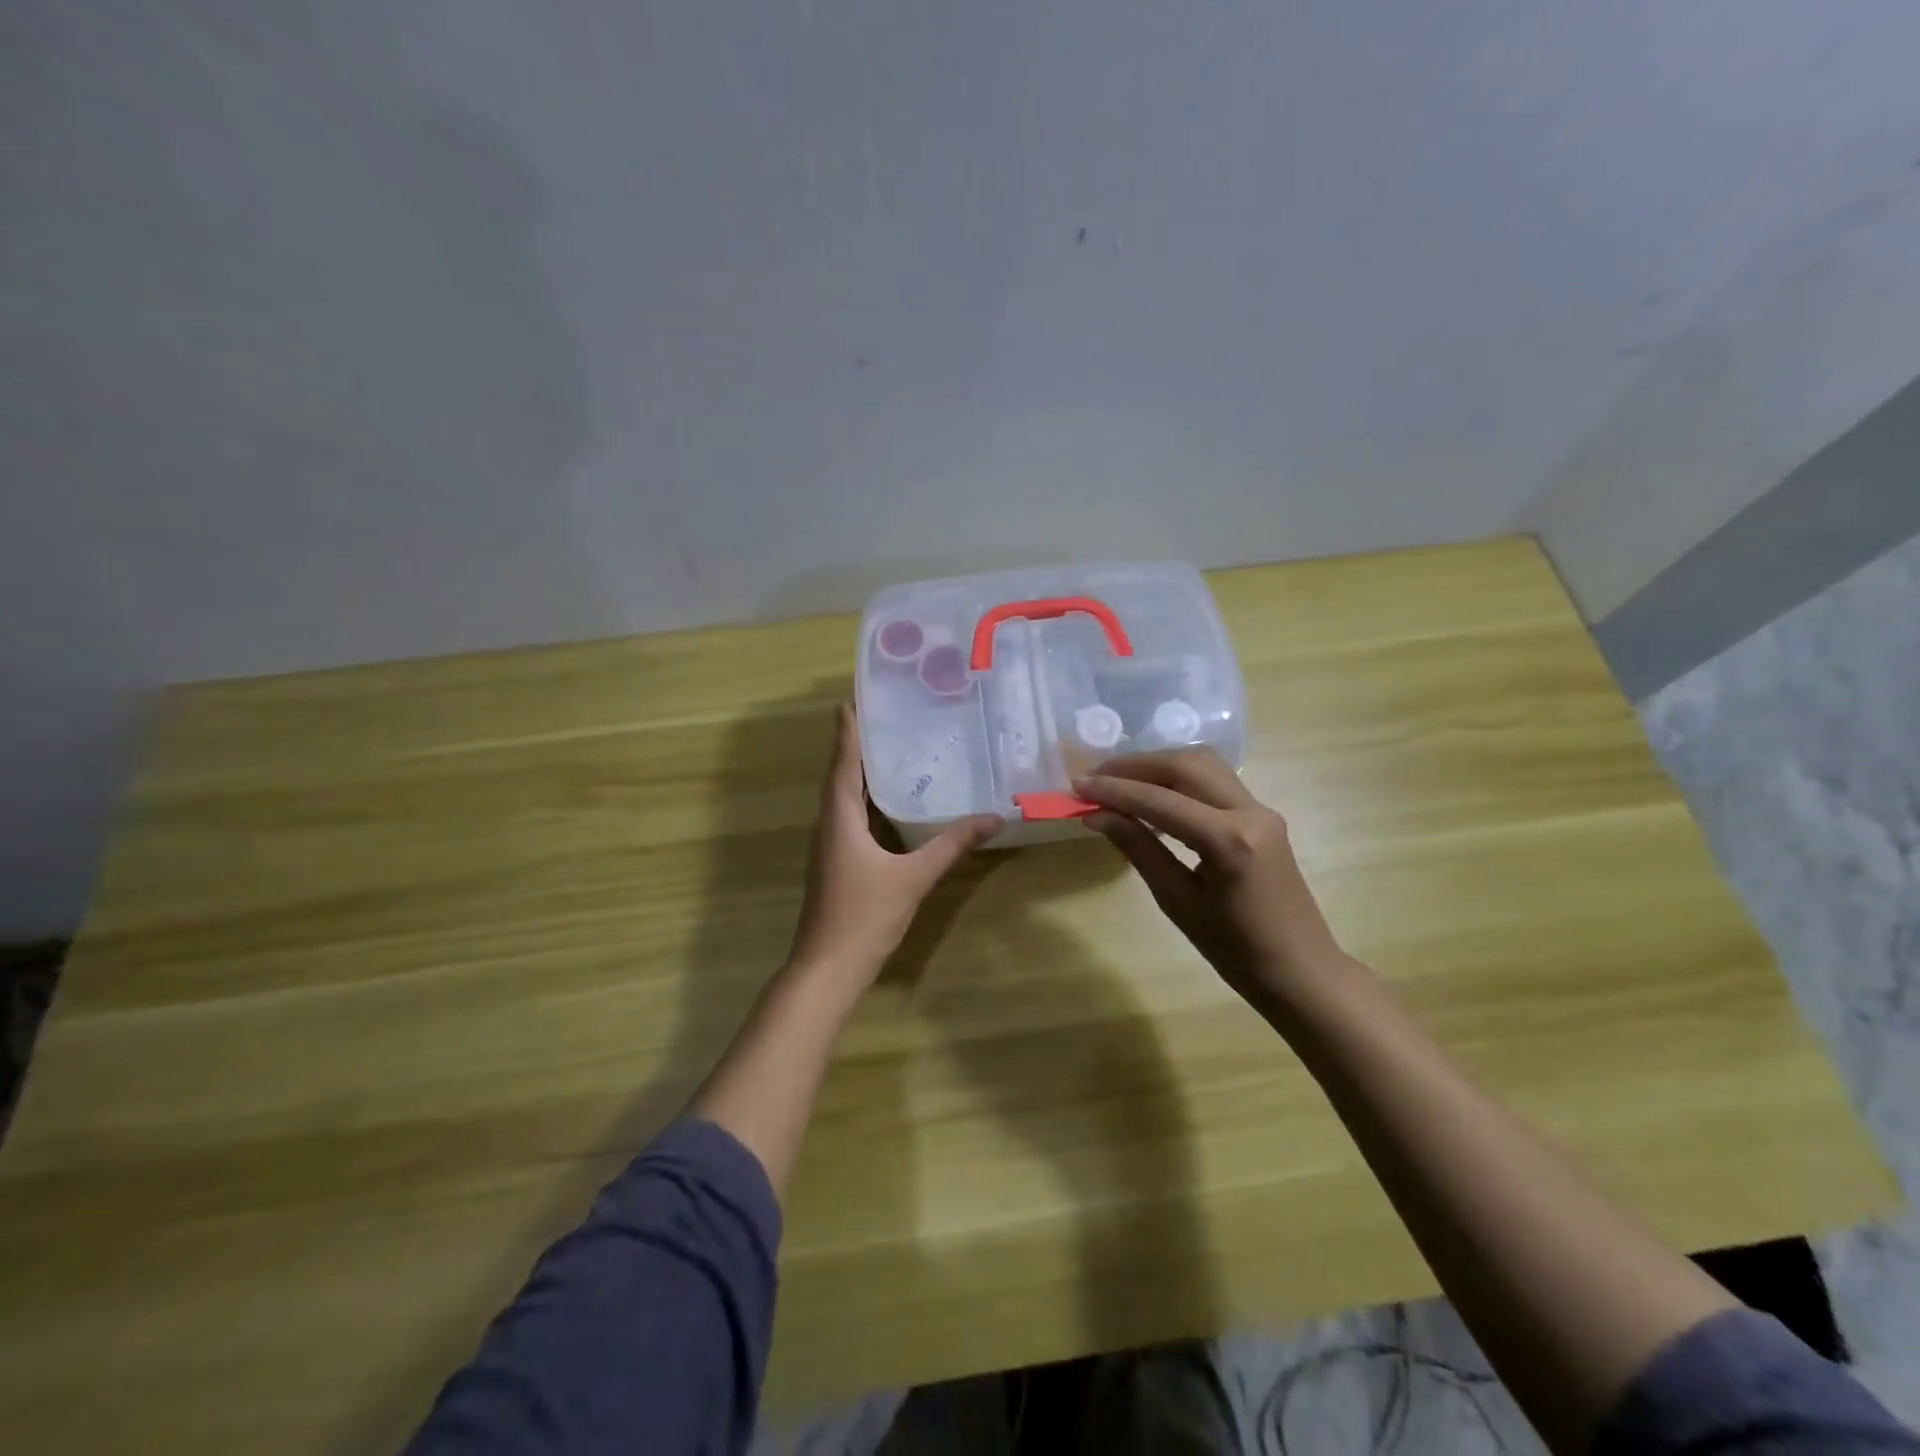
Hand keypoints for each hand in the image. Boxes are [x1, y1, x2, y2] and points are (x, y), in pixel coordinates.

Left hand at [788, 705, 1002, 983]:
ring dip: (857, 775)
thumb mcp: (914, 878)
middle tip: (877, 720)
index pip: (843, 766)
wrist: (828, 968)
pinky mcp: (834, 865)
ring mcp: (828, 848)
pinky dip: (863, 803)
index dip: (846, 734)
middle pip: (839, 778)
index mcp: (840, 820)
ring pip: (842, 801)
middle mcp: (828, 827)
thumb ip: (951, 846)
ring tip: (884, 753)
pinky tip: (885, 806)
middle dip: (854, 748)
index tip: (848, 702)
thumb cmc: (865, 915)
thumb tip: (992, 818)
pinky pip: (847, 821)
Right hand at [1075, 748, 1346, 1005]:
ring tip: (1117, 779)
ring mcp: (1261, 809)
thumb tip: (1096, 815)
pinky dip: (1178, 777)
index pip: (1160, 800)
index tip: (1077, 787)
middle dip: (1135, 765)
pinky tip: (1152, 792)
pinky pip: (1214, 780)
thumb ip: (1138, 849)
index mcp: (1229, 841)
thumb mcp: (1177, 902)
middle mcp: (1249, 811)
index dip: (1115, 790)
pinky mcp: (1262, 814)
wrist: (1300, 972)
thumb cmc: (1236, 951)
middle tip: (1094, 777)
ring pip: (1202, 764)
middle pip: (1184, 765)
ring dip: (1157, 765)